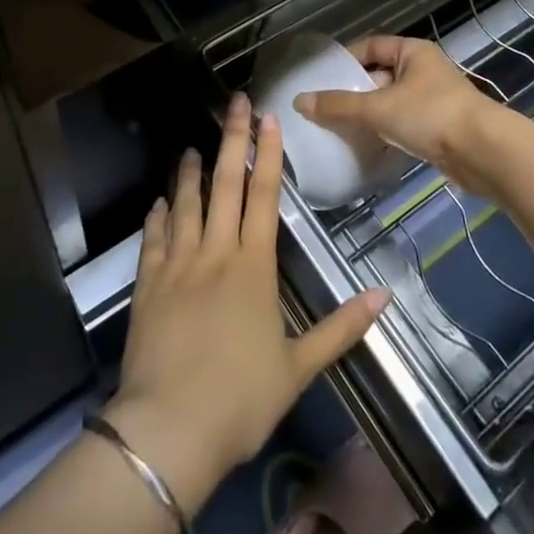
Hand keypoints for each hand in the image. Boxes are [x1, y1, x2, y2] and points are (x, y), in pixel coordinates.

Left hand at [103, 96, 389, 518]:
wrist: (169, 431)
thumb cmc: (240, 399)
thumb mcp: (299, 366)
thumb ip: (341, 327)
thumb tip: (385, 294)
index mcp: (254, 267)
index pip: (265, 196)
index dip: (269, 153)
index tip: (269, 118)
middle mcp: (216, 253)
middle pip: (225, 185)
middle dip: (232, 140)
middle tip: (234, 103)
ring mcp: (178, 265)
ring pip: (186, 204)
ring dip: (190, 172)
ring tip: (193, 147)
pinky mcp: (148, 284)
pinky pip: (154, 238)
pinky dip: (158, 216)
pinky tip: (160, 202)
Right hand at [293, 35, 513, 200]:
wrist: (484, 152)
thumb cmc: (431, 116)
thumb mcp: (378, 108)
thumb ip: (338, 105)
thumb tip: (299, 101)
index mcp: (412, 52)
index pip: (371, 46)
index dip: (346, 59)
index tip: (322, 79)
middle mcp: (424, 69)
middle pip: (380, 74)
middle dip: (355, 91)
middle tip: (326, 108)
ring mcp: (434, 99)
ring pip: (392, 101)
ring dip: (370, 115)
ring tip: (341, 129)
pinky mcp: (440, 127)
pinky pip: (405, 124)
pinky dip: (387, 132)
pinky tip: (369, 147)